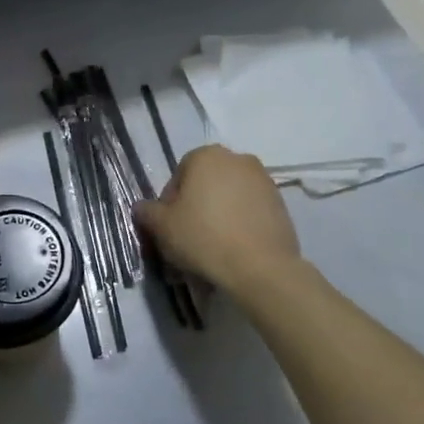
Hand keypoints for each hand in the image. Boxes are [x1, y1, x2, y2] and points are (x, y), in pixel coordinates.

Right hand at [135, 145, 300, 294]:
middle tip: (188, 240)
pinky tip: (233, 251)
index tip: (169, 229)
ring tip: (210, 251)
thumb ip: (147, 212)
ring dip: (217, 218)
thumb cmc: (203, 237)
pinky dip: (239, 226)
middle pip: (205, 186)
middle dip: (195, 209)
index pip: (178, 177)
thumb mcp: (161, 226)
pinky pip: (249, 212)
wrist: (260, 267)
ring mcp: (264, 181)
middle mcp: (237, 159)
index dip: (169, 205)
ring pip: (228, 199)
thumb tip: (142, 208)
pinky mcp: (281, 205)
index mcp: (206, 156)